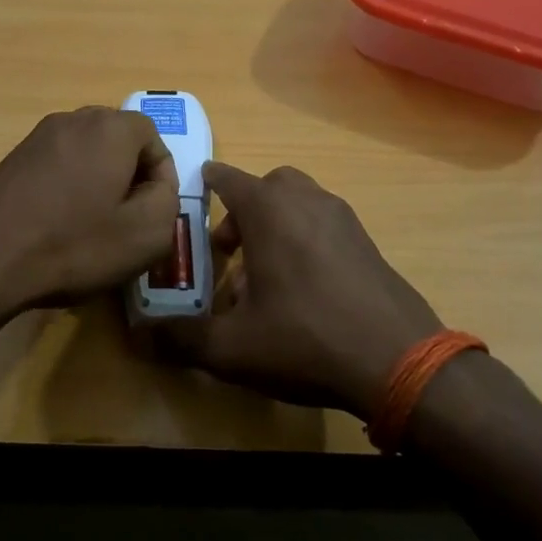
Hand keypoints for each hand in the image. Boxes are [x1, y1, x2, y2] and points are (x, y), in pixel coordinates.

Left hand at [0, 107, 179, 319]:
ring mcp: (36, 138)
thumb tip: (156, 186)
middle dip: (129, 177)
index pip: (153, 137)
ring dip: (96, 185)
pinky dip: (65, 191)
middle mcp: (72, 120)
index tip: (154, 213)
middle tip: (127, 219)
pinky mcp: (10, 160)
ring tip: (92, 228)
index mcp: (110, 128)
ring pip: (85, 155)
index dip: (161, 176)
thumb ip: (167, 200)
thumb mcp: (147, 233)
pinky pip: (55, 168)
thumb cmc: (74, 244)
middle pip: (117, 142)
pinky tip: (57, 227)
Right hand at [161, 163, 439, 416]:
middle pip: (268, 186)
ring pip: (300, 203)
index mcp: (270, 211)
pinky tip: (302, 289)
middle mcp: (307, 202)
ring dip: (276, 224)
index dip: (209, 183)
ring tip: (264, 274)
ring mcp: (344, 220)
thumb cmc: (305, 339)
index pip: (229, 179)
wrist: (400, 361)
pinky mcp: (369, 243)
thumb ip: (182, 338)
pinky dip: (305, 239)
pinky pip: (325, 225)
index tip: (197, 190)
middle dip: (244, 209)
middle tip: (230, 249)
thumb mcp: (232, 348)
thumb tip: (140, 335)